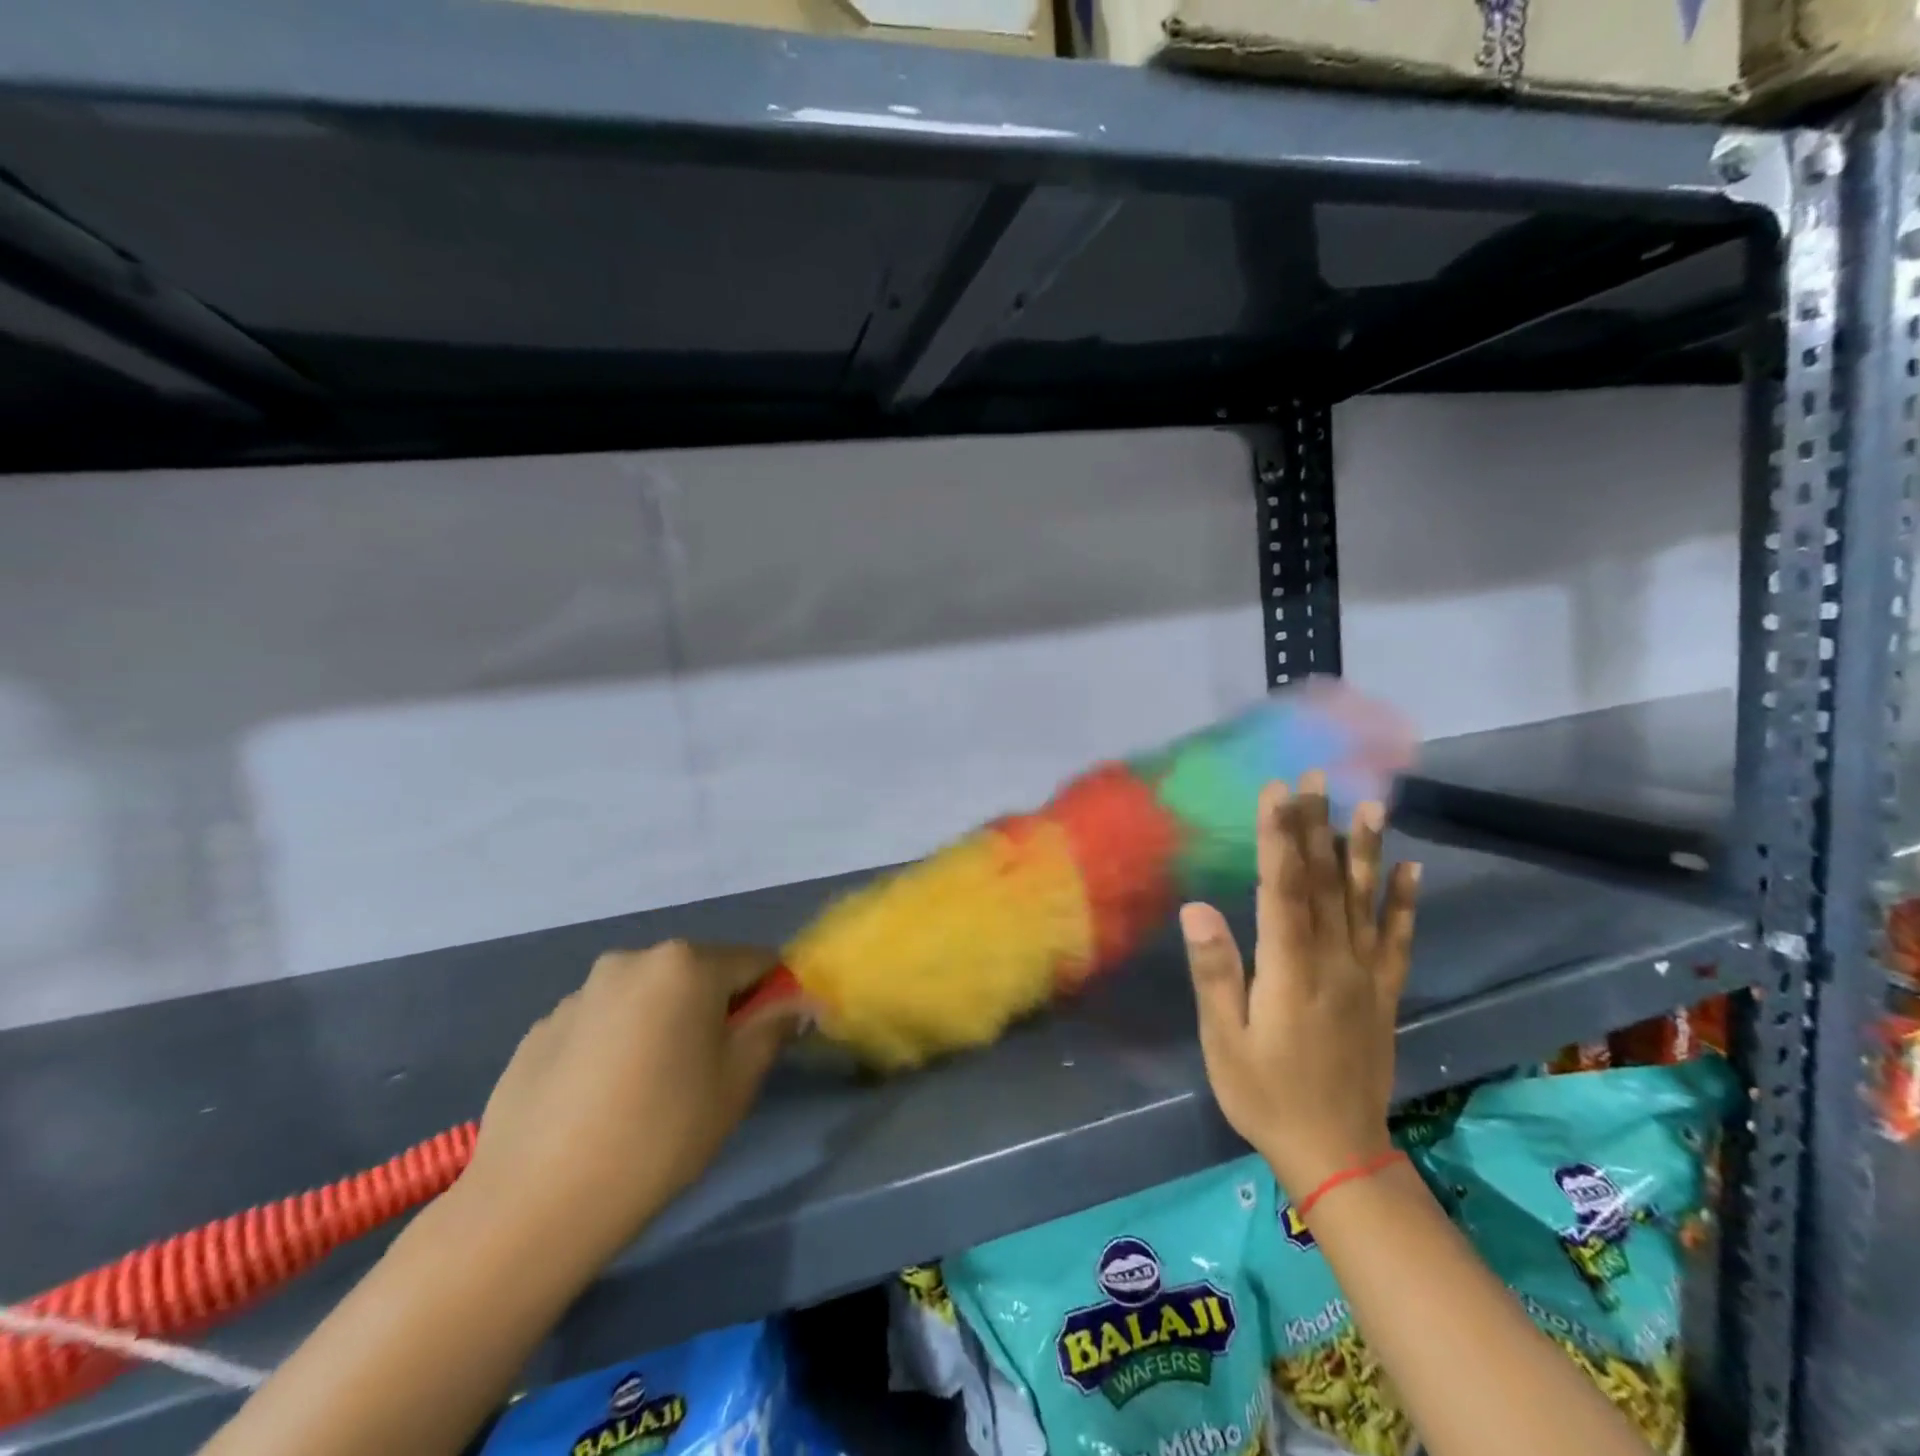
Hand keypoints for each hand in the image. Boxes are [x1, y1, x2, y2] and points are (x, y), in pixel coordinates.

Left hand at [461, 940, 802, 1265]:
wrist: (534, 1204)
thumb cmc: (660, 1133)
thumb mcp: (737, 1082)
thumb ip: (774, 1028)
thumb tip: (799, 1001)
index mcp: (686, 964)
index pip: (755, 961)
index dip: (772, 997)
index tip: (765, 1041)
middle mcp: (631, 960)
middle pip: (698, 974)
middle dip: (714, 1009)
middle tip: (709, 1072)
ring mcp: (580, 992)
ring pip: (647, 997)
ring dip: (663, 1024)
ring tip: (648, 1091)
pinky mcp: (541, 1028)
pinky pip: (602, 1022)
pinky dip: (616, 1044)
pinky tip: (602, 1101)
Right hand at [1181, 775, 1419, 1200]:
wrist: (1338, 1155)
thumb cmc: (1265, 1094)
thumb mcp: (1225, 1040)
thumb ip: (1216, 972)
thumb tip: (1198, 908)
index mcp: (1289, 969)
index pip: (1282, 888)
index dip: (1279, 836)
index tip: (1277, 791)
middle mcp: (1333, 962)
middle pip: (1323, 883)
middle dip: (1317, 825)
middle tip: (1317, 777)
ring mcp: (1365, 976)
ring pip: (1363, 901)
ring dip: (1365, 850)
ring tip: (1370, 805)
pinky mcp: (1384, 994)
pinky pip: (1397, 940)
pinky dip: (1403, 902)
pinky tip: (1410, 869)